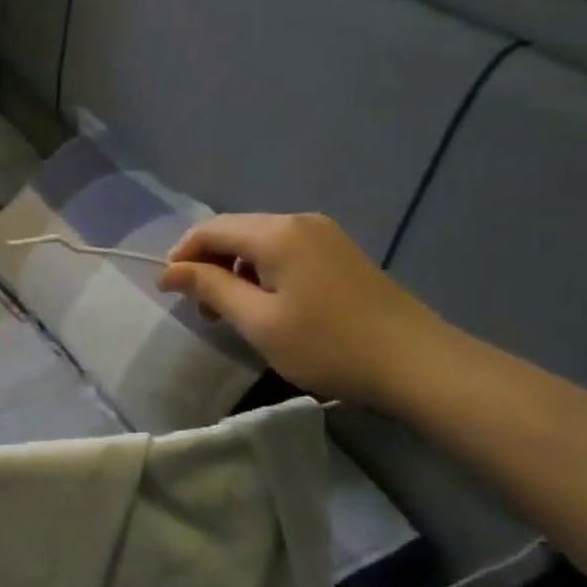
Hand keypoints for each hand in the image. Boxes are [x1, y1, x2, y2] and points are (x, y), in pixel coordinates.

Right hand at [158, 213, 455, 408]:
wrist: (419, 364)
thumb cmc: (328, 345)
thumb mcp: (258, 321)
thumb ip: (211, 288)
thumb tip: (170, 270)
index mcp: (276, 232)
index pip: (210, 229)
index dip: (182, 255)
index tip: (167, 291)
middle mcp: (298, 221)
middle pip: (235, 230)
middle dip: (208, 263)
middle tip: (199, 307)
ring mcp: (325, 235)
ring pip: (260, 241)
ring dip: (235, 268)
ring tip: (231, 310)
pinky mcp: (341, 253)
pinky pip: (285, 250)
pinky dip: (263, 271)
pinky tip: (268, 303)